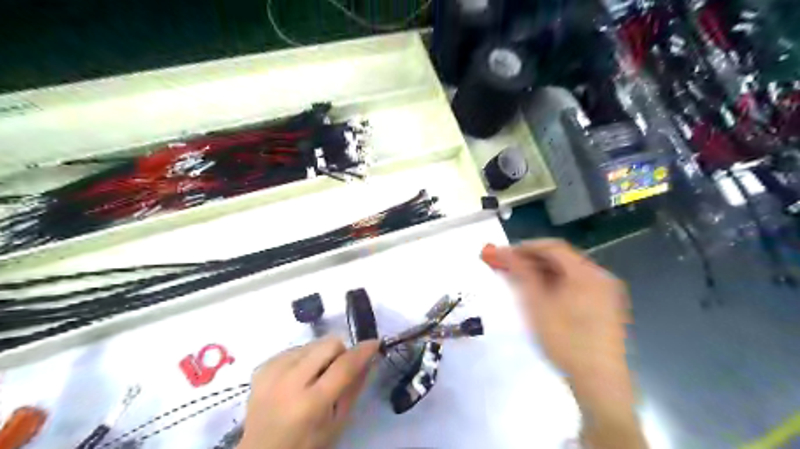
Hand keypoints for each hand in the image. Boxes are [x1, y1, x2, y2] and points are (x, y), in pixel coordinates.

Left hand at [237, 336, 377, 448]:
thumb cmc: (305, 445)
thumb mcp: (336, 424)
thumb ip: (353, 389)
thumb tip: (369, 358)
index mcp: (311, 404)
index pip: (344, 366)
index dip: (363, 351)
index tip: (374, 344)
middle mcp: (289, 382)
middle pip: (328, 344)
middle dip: (341, 352)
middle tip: (339, 370)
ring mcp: (272, 372)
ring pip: (312, 343)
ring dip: (321, 355)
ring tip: (315, 378)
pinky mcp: (262, 367)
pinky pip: (294, 349)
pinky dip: (303, 358)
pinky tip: (298, 378)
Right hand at [480, 242, 642, 448]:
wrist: (600, 383)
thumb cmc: (565, 340)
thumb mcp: (536, 304)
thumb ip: (520, 273)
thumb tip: (502, 252)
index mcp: (586, 272)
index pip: (552, 247)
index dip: (523, 247)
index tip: (501, 254)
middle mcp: (599, 276)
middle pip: (560, 258)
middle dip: (529, 260)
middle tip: (505, 266)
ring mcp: (605, 292)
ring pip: (566, 273)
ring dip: (540, 272)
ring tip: (516, 279)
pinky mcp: (604, 307)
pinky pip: (575, 286)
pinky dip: (554, 284)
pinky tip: (538, 293)